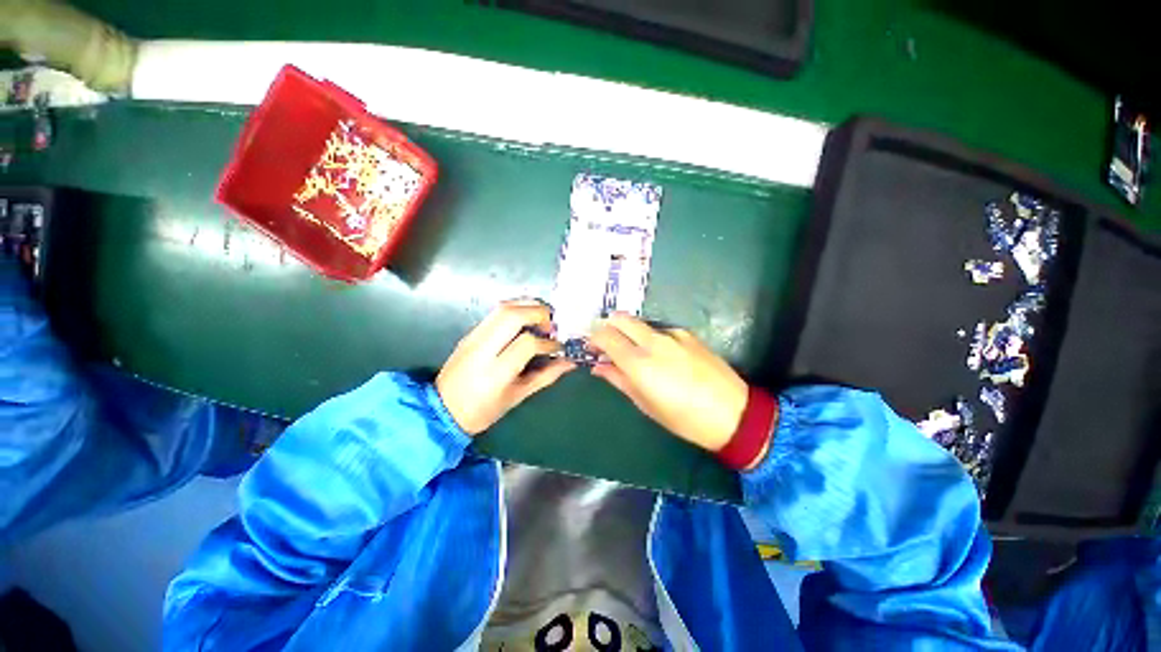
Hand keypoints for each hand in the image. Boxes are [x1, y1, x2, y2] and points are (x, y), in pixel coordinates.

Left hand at [436, 300, 575, 434]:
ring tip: (541, 319)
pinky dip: (515, 310)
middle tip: (552, 324)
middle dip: (538, 313)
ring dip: (527, 307)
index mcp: (495, 372)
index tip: (558, 347)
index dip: (548, 343)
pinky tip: (525, 321)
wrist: (441, 410)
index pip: (527, 343)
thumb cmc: (483, 411)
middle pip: (512, 315)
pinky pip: (495, 313)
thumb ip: (545, 376)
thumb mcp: (517, 397)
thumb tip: (568, 362)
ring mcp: (473, 338)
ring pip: (502, 308)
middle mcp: (482, 349)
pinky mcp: (470, 333)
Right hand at [589, 314, 748, 452]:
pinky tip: (660, 354)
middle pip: (621, 319)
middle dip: (608, 326)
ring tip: (633, 350)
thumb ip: (619, 379)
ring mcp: (673, 334)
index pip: (606, 336)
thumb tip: (598, 367)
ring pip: (640, 323)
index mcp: (639, 363)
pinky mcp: (688, 334)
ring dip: (629, 331)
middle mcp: (654, 342)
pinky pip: (659, 329)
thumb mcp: (646, 404)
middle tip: (606, 343)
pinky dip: (650, 336)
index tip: (591, 347)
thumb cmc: (684, 418)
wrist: (734, 414)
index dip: (593, 338)